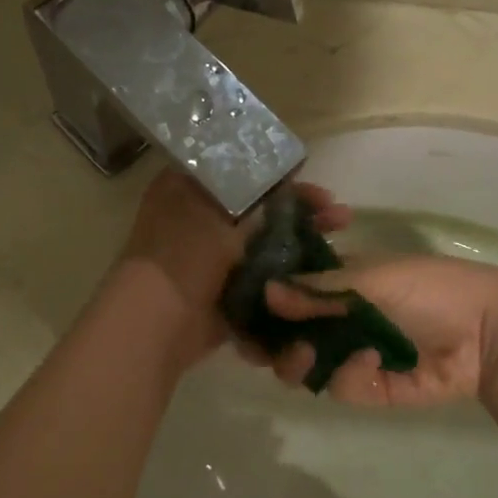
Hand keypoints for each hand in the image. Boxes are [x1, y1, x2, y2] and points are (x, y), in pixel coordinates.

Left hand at [114, 170, 348, 367]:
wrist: (157, 324)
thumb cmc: (184, 255)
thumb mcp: (224, 211)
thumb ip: (258, 195)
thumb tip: (288, 179)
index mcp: (188, 188)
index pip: (245, 173)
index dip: (285, 179)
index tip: (320, 191)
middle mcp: (199, 220)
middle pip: (260, 211)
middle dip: (302, 215)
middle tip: (340, 219)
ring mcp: (211, 260)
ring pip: (265, 248)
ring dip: (301, 250)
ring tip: (340, 252)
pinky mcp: (222, 294)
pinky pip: (261, 282)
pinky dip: (285, 282)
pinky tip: (319, 282)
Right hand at [259, 256, 497, 406]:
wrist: (488, 332)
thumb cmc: (429, 289)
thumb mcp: (371, 278)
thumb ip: (319, 290)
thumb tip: (266, 292)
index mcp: (339, 284)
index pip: (289, 294)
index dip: (264, 305)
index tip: (240, 315)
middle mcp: (340, 320)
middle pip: (288, 336)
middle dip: (270, 343)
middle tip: (261, 350)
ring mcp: (353, 354)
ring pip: (305, 366)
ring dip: (297, 362)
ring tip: (304, 357)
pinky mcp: (370, 388)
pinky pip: (340, 387)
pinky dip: (349, 376)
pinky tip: (373, 362)